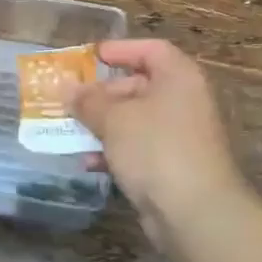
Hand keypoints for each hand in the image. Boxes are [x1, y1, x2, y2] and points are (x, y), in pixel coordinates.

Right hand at [67, 39, 246, 238]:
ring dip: (103, 125)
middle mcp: (184, 101)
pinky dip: (115, 152)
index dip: (120, 50)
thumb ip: (88, 101)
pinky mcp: (173, 166)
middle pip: (140, 85)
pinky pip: (139, 149)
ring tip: (71, 131)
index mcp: (178, 78)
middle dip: (102, 93)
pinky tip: (89, 163)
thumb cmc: (156, 149)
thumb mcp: (114, 119)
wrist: (195, 212)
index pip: (150, 50)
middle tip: (72, 101)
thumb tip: (66, 88)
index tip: (90, 57)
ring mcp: (180, 136)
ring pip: (135, 120)